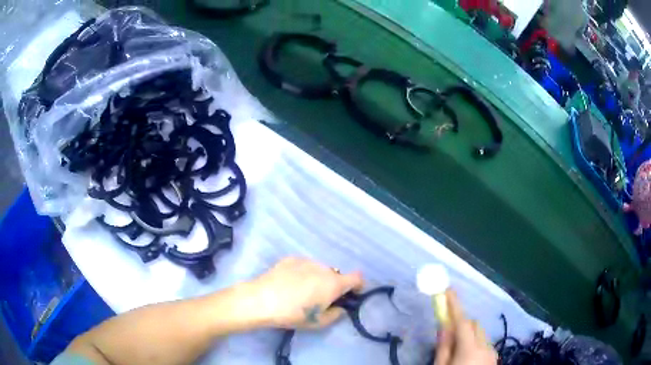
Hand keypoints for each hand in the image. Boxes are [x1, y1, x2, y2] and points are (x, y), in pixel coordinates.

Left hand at [248, 257, 363, 329]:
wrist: (262, 300)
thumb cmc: (293, 314)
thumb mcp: (318, 322)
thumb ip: (336, 314)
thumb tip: (340, 308)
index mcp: (334, 283)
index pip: (357, 277)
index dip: (358, 285)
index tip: (351, 295)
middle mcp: (324, 268)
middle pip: (336, 275)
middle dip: (333, 286)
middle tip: (319, 298)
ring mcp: (307, 261)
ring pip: (320, 270)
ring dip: (317, 278)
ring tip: (301, 291)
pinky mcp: (291, 258)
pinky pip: (304, 266)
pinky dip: (303, 273)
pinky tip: (289, 283)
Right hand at [434, 291, 497, 364]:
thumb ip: (443, 347)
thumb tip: (444, 326)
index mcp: (470, 349)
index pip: (462, 322)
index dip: (455, 305)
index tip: (448, 291)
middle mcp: (485, 346)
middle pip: (475, 325)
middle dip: (462, 323)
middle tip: (449, 332)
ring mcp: (492, 352)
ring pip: (481, 334)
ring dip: (470, 334)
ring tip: (458, 348)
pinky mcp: (495, 358)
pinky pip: (486, 344)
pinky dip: (477, 344)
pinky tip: (468, 357)